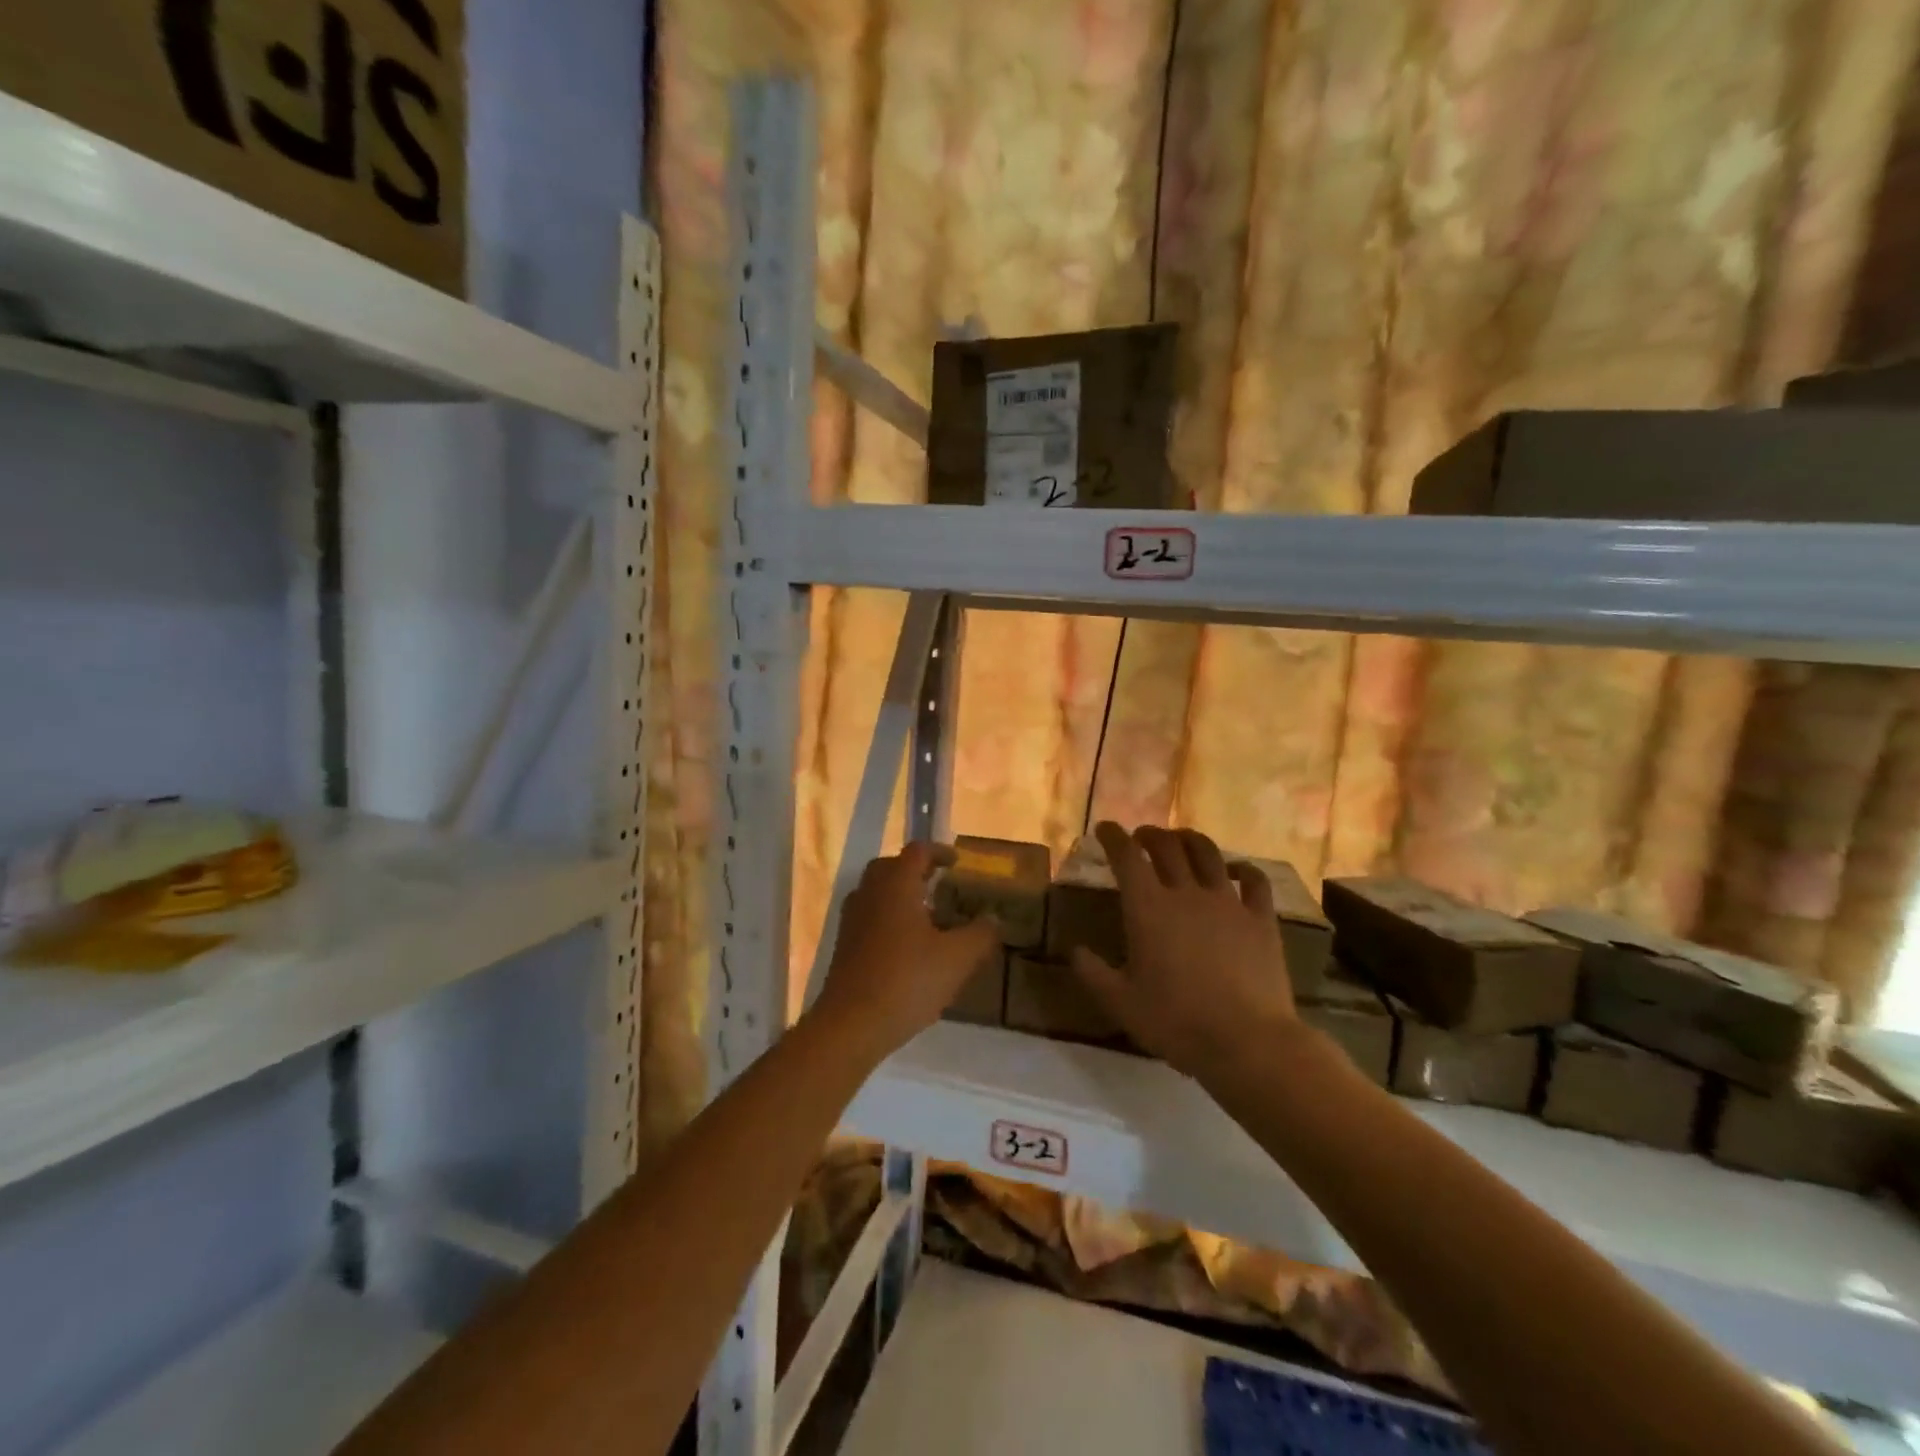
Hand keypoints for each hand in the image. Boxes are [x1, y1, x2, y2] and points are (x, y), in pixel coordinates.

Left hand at [812, 843, 1001, 1059]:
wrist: (851, 1024)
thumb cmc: (907, 981)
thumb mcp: (957, 959)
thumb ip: (980, 933)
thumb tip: (993, 917)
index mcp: (896, 885)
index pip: (917, 852)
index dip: (939, 852)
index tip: (957, 862)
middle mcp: (870, 893)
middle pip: (890, 867)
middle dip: (915, 870)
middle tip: (939, 883)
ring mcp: (852, 919)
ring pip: (876, 891)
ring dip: (899, 894)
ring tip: (925, 913)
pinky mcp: (843, 945)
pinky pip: (868, 916)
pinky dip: (887, 917)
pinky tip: (906, 944)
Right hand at [1070, 822, 1300, 1078]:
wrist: (1246, 1041)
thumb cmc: (1176, 1022)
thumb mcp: (1121, 1003)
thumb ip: (1093, 973)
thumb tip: (1075, 951)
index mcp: (1148, 908)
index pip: (1126, 857)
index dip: (1113, 837)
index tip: (1105, 828)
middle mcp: (1186, 893)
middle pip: (1166, 846)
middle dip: (1149, 834)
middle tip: (1141, 836)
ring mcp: (1227, 902)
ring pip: (1208, 853)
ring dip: (1190, 839)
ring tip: (1182, 840)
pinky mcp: (1260, 919)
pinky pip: (1254, 881)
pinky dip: (1243, 868)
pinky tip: (1237, 869)